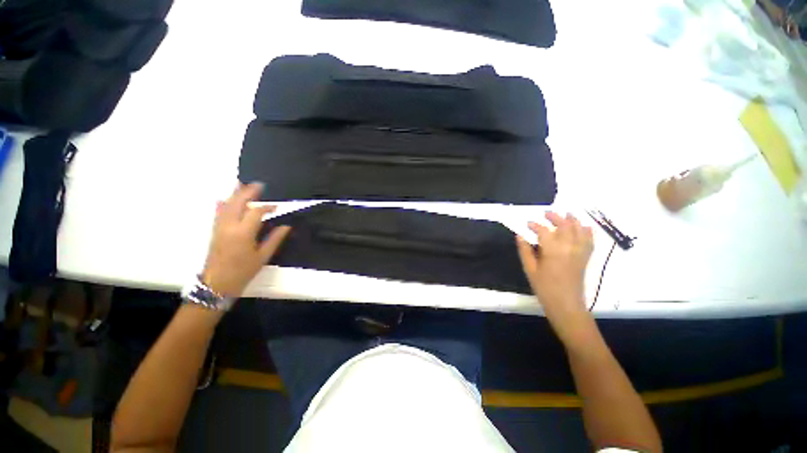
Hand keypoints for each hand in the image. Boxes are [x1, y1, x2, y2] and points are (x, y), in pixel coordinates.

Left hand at [202, 183, 290, 296]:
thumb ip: (275, 239)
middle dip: (248, 192)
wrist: (217, 283)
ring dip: (235, 194)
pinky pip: (218, 212)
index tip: (277, 206)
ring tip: (243, 185)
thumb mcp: (263, 256)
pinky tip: (225, 199)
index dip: (267, 206)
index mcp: (243, 233)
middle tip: (259, 185)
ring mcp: (219, 227)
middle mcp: (229, 226)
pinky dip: (223, 203)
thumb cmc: (243, 271)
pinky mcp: (214, 230)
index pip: (256, 212)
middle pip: (237, 202)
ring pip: (225, 204)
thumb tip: (286, 226)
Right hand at [516, 212, 593, 333]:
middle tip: (546, 213)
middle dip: (555, 217)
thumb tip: (520, 236)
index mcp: (553, 251)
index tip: (527, 223)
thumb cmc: (544, 288)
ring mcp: (580, 252)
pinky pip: (590, 241)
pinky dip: (587, 232)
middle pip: (565, 226)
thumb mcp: (530, 269)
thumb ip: (525, 251)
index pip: (544, 231)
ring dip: (573, 220)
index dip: (535, 225)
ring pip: (579, 230)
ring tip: (567, 214)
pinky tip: (584, 227)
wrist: (566, 304)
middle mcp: (569, 248)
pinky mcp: (585, 258)